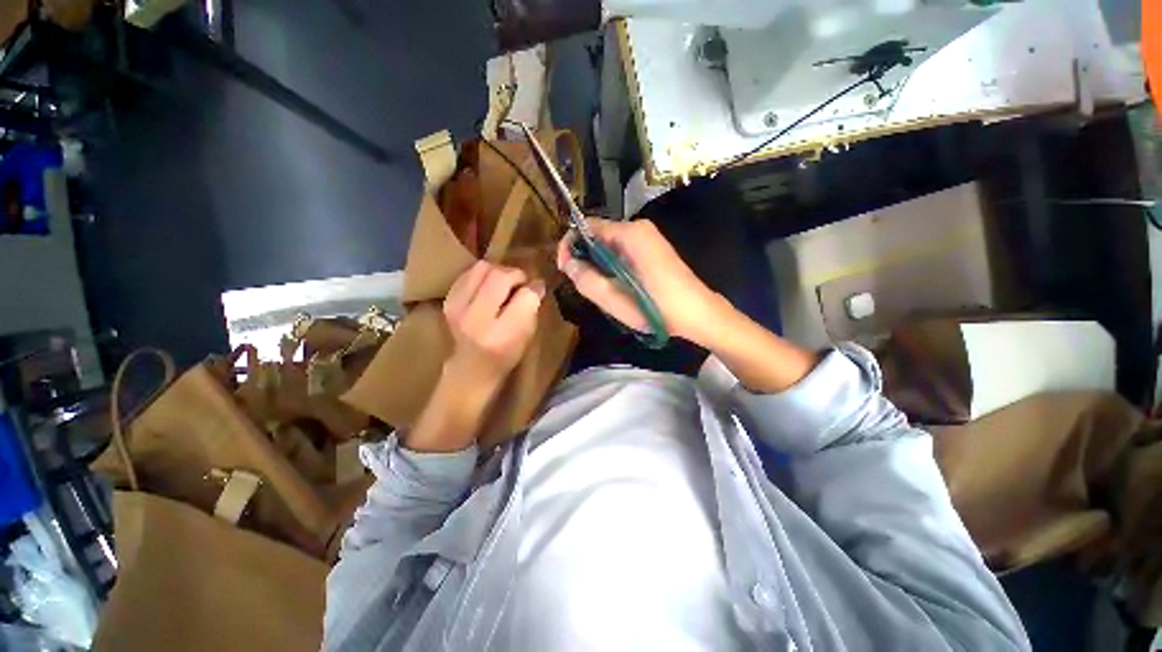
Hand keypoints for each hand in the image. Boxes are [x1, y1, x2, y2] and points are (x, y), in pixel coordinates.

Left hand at [443, 260, 544, 390]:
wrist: (471, 369)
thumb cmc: (505, 355)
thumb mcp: (527, 337)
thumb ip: (532, 309)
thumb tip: (536, 283)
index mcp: (503, 334)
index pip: (525, 296)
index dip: (535, 288)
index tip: (538, 288)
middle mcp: (477, 319)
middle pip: (500, 277)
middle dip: (516, 275)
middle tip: (521, 283)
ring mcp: (457, 308)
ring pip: (483, 268)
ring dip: (499, 271)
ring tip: (505, 283)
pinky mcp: (449, 301)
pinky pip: (469, 273)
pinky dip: (483, 275)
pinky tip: (488, 286)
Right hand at [557, 219, 726, 346]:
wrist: (698, 314)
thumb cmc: (657, 308)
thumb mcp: (615, 299)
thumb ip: (586, 279)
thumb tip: (567, 263)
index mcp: (630, 234)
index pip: (587, 226)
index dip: (570, 244)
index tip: (564, 269)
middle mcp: (639, 228)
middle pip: (598, 235)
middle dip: (585, 257)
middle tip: (582, 285)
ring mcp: (648, 238)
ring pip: (609, 245)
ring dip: (598, 265)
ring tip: (600, 289)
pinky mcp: (652, 249)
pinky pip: (622, 252)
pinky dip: (612, 266)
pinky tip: (615, 286)